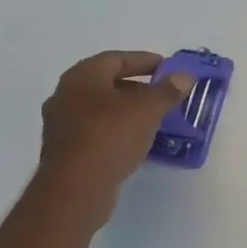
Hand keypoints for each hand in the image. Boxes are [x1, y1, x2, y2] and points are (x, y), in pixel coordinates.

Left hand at [35, 51, 192, 229]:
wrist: (75, 189)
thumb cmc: (110, 137)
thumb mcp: (148, 110)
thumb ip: (167, 90)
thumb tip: (184, 76)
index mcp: (82, 77)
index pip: (116, 58)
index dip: (143, 60)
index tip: (166, 67)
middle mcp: (66, 95)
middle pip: (107, 83)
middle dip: (137, 87)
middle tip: (163, 93)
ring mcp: (62, 124)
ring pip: (101, 109)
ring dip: (127, 110)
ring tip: (155, 118)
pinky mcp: (65, 150)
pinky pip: (96, 130)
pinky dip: (117, 130)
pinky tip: (136, 140)